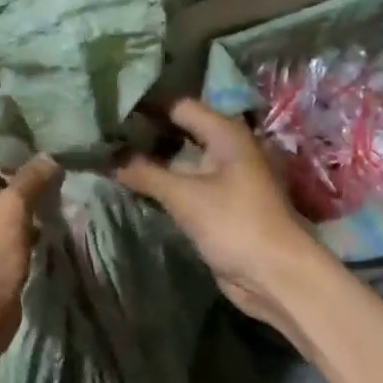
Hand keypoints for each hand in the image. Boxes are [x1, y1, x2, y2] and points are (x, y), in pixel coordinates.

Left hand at [0, 132, 60, 353]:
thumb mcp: (10, 211)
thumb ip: (31, 177)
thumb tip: (51, 157)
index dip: (3, 125)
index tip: (36, 115)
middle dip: (19, 155)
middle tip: (55, 139)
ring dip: (24, 183)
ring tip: (60, 165)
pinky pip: (1, 213)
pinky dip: (22, 208)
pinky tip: (53, 199)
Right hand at [113, 98, 326, 338]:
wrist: (276, 276)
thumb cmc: (235, 224)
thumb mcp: (185, 197)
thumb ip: (145, 173)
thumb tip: (107, 158)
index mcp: (226, 134)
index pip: (179, 106)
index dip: (147, 105)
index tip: (111, 109)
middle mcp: (227, 148)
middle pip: (181, 131)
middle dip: (146, 133)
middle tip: (105, 133)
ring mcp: (225, 177)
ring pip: (182, 160)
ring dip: (152, 160)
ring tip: (111, 155)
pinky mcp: (220, 204)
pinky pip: (186, 184)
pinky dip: (163, 182)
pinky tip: (133, 182)